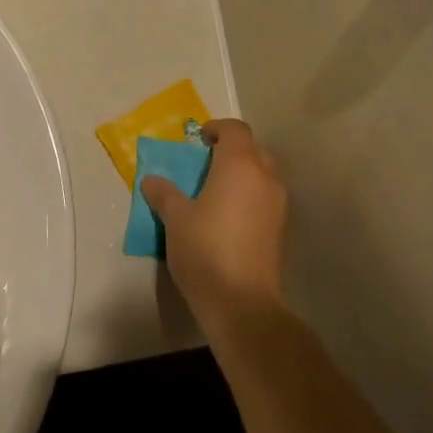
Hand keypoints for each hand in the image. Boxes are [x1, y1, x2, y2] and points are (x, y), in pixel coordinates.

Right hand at [141, 120, 287, 330]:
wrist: (242, 303)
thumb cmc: (205, 250)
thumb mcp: (175, 219)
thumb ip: (164, 194)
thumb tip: (151, 180)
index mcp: (240, 165)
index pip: (235, 130)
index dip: (217, 129)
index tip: (198, 141)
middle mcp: (265, 177)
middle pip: (253, 149)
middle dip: (232, 151)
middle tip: (206, 164)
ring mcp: (278, 204)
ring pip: (263, 174)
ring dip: (243, 175)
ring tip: (215, 191)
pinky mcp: (281, 229)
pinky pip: (266, 198)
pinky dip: (250, 197)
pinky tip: (229, 217)